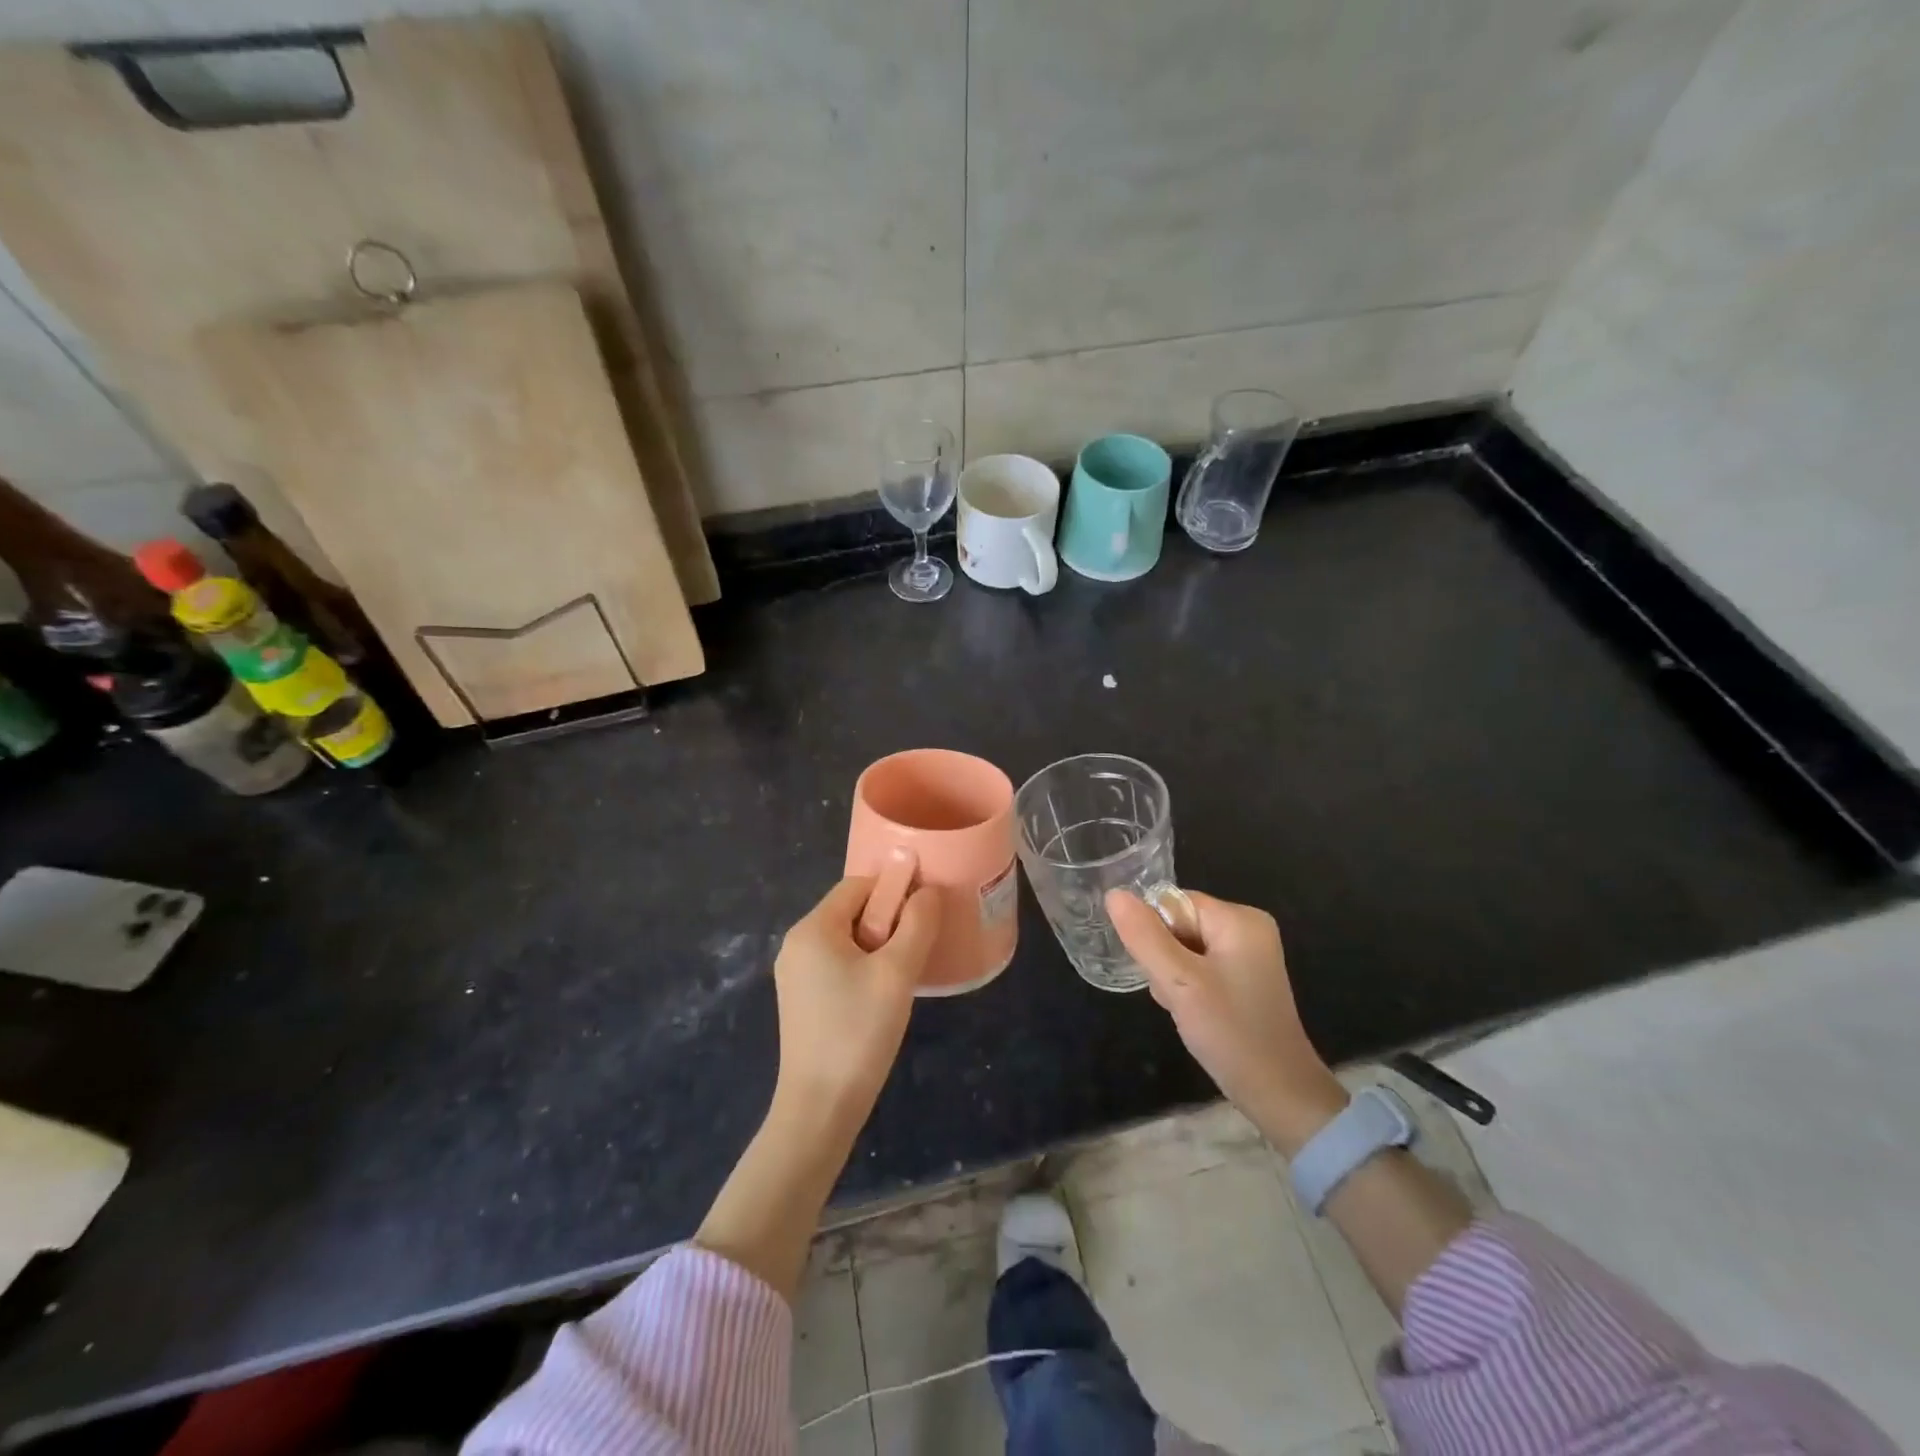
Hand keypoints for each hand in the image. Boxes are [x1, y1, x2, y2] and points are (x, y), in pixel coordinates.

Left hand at [771, 876, 939, 1135]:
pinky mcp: (801, 1000)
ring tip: (903, 977)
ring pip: (847, 940)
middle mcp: (797, 944)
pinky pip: (837, 965)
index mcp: (812, 928)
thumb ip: (917, 924)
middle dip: (888, 922)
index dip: (894, 891)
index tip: (923, 916)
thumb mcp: (897, 973)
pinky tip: (882, 997)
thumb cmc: (858, 1032)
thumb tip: (928, 891)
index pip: (859, 885)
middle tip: (916, 951)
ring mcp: (795, 974)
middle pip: (852, 911)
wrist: (820, 1108)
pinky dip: (863, 968)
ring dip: (879, 948)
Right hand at [1107, 889, 1347, 1153]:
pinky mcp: (1245, 978)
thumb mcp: (1179, 982)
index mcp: (1239, 918)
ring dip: (1174, 976)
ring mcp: (1249, 954)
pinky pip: (1200, 966)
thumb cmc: (1230, 1032)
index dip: (1156, 934)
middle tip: (1176, 995)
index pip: (1173, 903)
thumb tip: (1113, 894)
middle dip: (1165, 958)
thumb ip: (1144, 936)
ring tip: (1186, 1008)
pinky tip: (1196, 1013)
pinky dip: (1190, 987)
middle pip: (1179, 924)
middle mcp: (1248, 927)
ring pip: (1185, 948)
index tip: (1162, 972)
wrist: (1279, 1094)